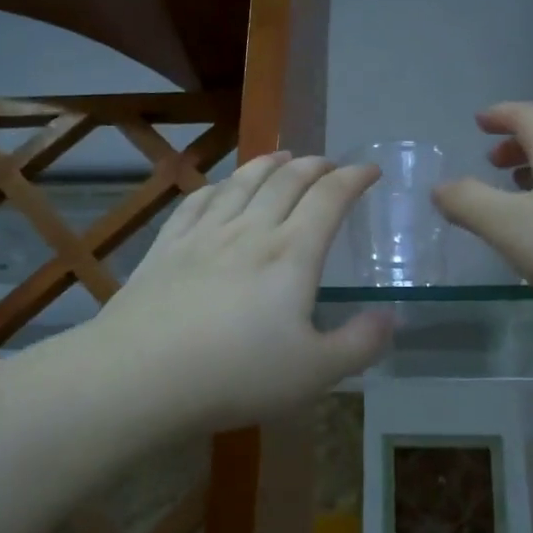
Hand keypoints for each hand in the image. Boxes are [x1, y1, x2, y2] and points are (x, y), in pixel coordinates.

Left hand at [89, 152, 393, 434]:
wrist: (141, 376)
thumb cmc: (236, 375)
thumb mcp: (315, 373)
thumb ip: (359, 344)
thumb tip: (390, 316)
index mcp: (291, 254)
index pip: (329, 198)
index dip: (353, 178)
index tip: (370, 170)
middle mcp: (250, 231)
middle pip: (286, 181)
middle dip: (314, 166)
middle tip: (330, 164)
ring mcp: (203, 235)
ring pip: (241, 183)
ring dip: (267, 164)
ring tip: (282, 156)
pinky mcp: (166, 247)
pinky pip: (197, 201)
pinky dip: (218, 186)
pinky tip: (220, 187)